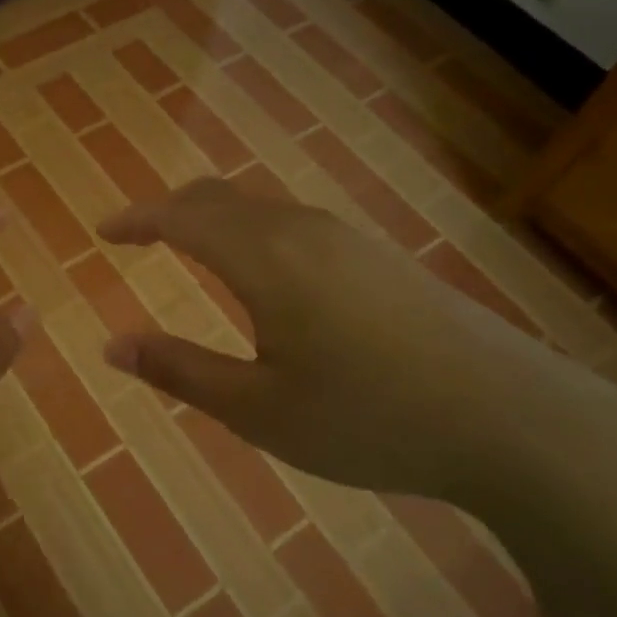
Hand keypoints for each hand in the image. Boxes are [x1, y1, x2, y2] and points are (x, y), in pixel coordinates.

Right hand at [98, 179, 616, 513]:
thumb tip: (112, 344)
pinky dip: (254, 230)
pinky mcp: (380, 258)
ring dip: (215, 217)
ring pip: (261, 207)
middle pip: (220, 198)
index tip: (104, 231)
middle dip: (172, 211)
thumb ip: (181, 370)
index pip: (181, 218)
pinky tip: (266, 272)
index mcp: (264, 257)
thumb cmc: (368, 417)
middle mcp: (302, 230)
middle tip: (141, 236)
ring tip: (192, 247)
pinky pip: (295, 223)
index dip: (137, 220)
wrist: (513, 418)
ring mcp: (348, 239)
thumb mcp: (258, 408)